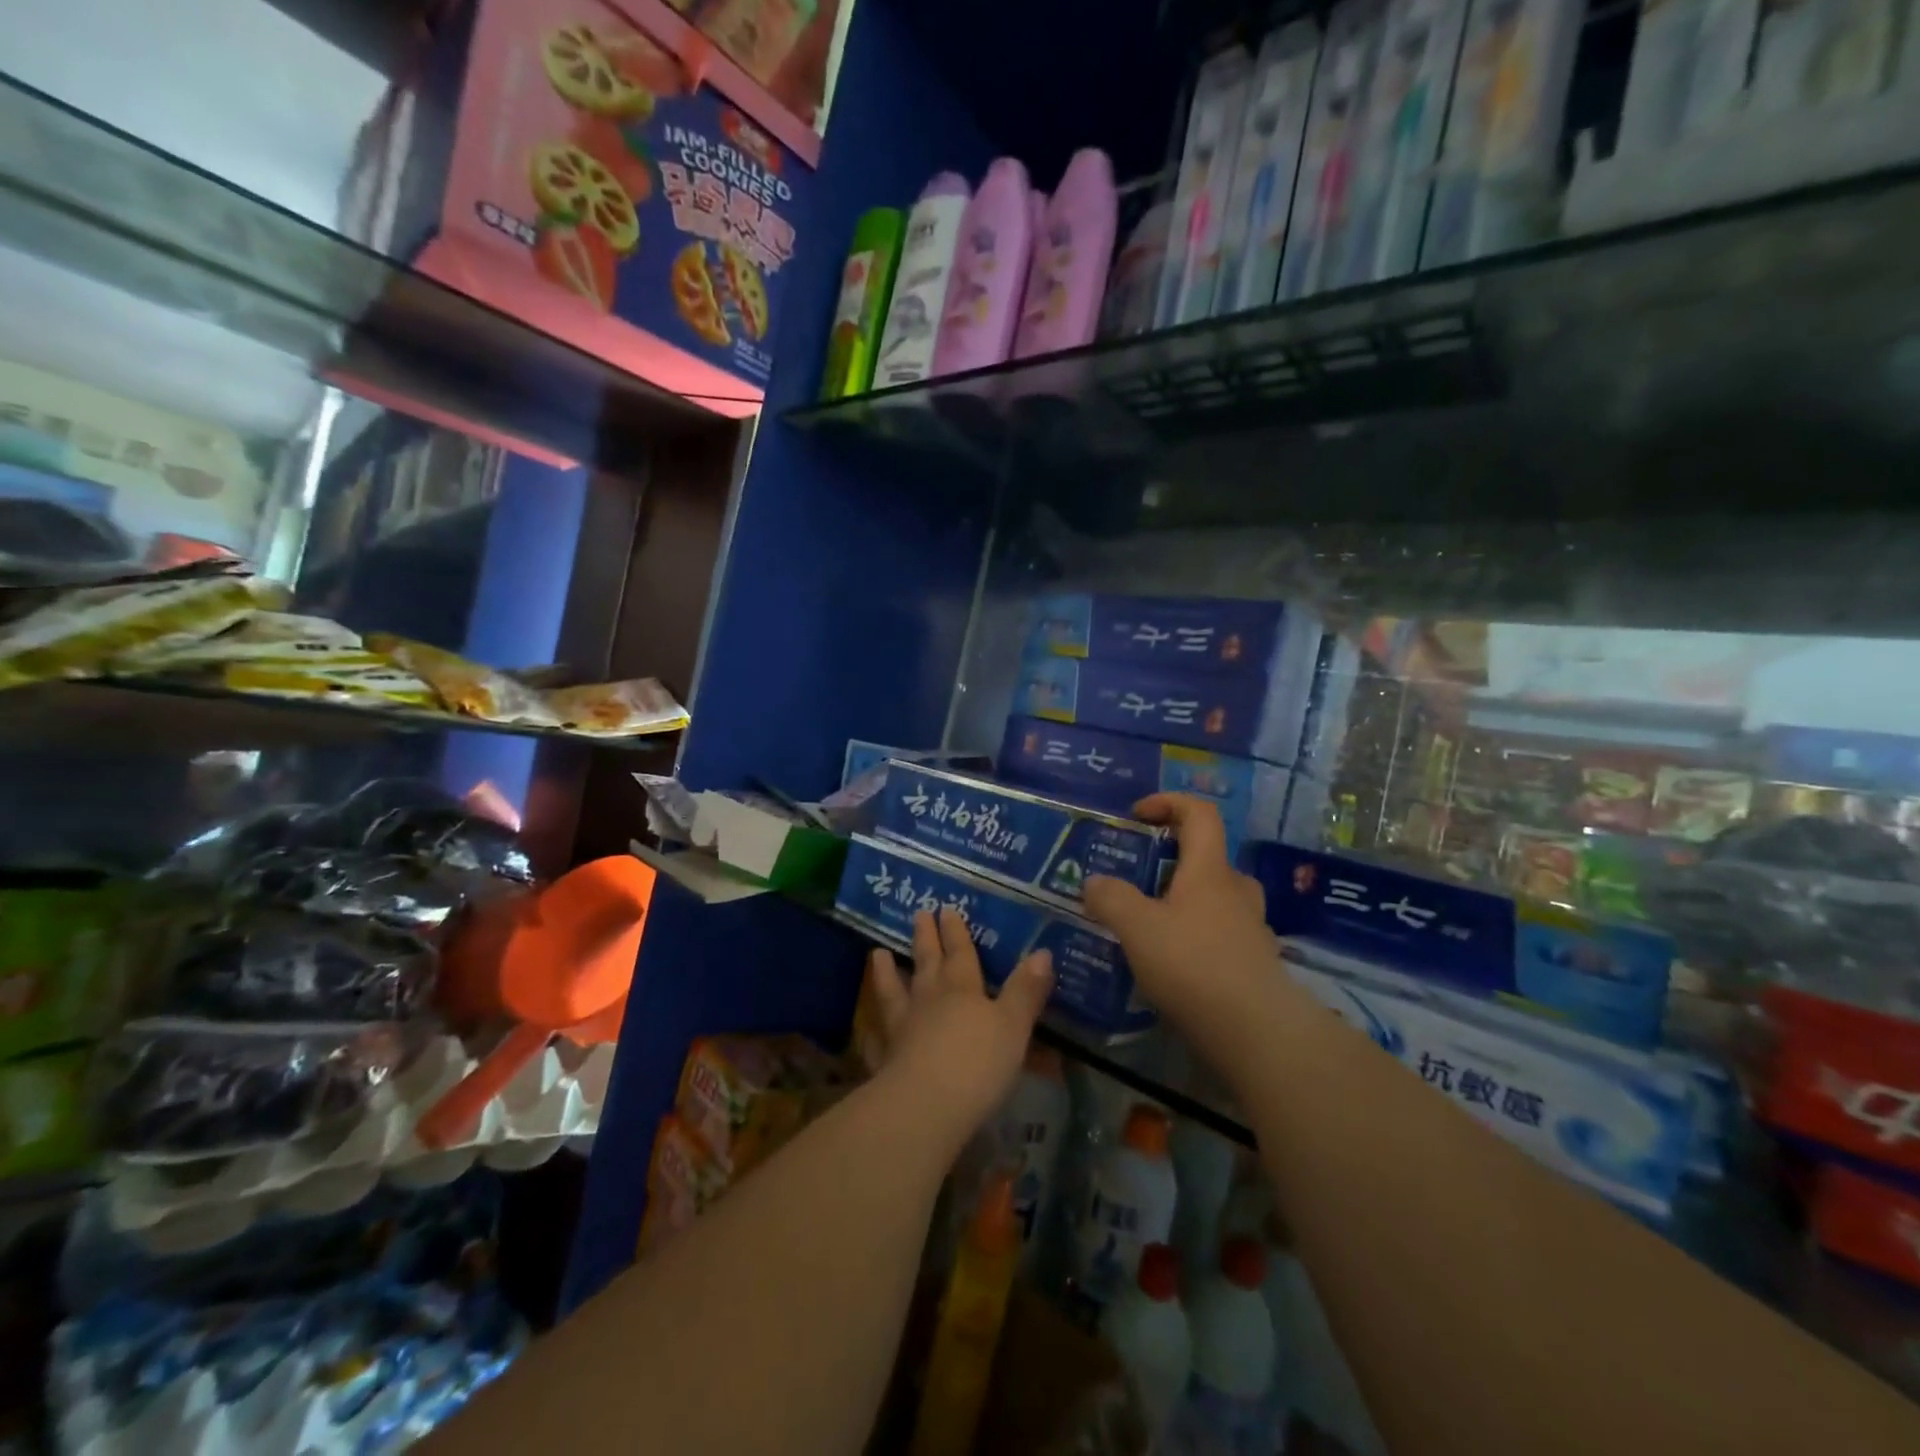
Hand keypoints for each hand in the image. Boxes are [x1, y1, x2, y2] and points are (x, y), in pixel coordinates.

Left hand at [863, 908, 1052, 1141]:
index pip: (960, 954)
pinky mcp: (885, 1062)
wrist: (926, 1106)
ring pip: (893, 993)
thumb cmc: (978, 1063)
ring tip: (877, 953)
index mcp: (962, 990)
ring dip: (886, 973)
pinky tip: (867, 1029)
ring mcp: (902, 1030)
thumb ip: (1026, 991)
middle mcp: (929, 1001)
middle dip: (925, 939)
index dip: (956, 932)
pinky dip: (871, 1032)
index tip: (945, 909)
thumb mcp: (1014, 1026)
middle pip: (927, 964)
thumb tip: (1042, 952)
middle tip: (918, 913)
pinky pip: (876, 1041)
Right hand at [1082, 794, 1281, 1038]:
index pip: (1200, 813)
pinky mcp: (1255, 964)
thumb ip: (1111, 899)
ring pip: (1216, 899)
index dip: (1169, 802)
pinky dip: (1195, 937)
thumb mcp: (1137, 928)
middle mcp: (1236, 891)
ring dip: (1184, 901)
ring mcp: (1251, 929)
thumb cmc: (1193, 965)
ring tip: (1149, 925)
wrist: (1256, 1033)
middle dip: (1172, 860)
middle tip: (1139, 879)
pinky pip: (1220, 935)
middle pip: (1208, 857)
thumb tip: (1094, 882)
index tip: (1137, 816)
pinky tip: (1171, 965)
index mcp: (1210, 870)